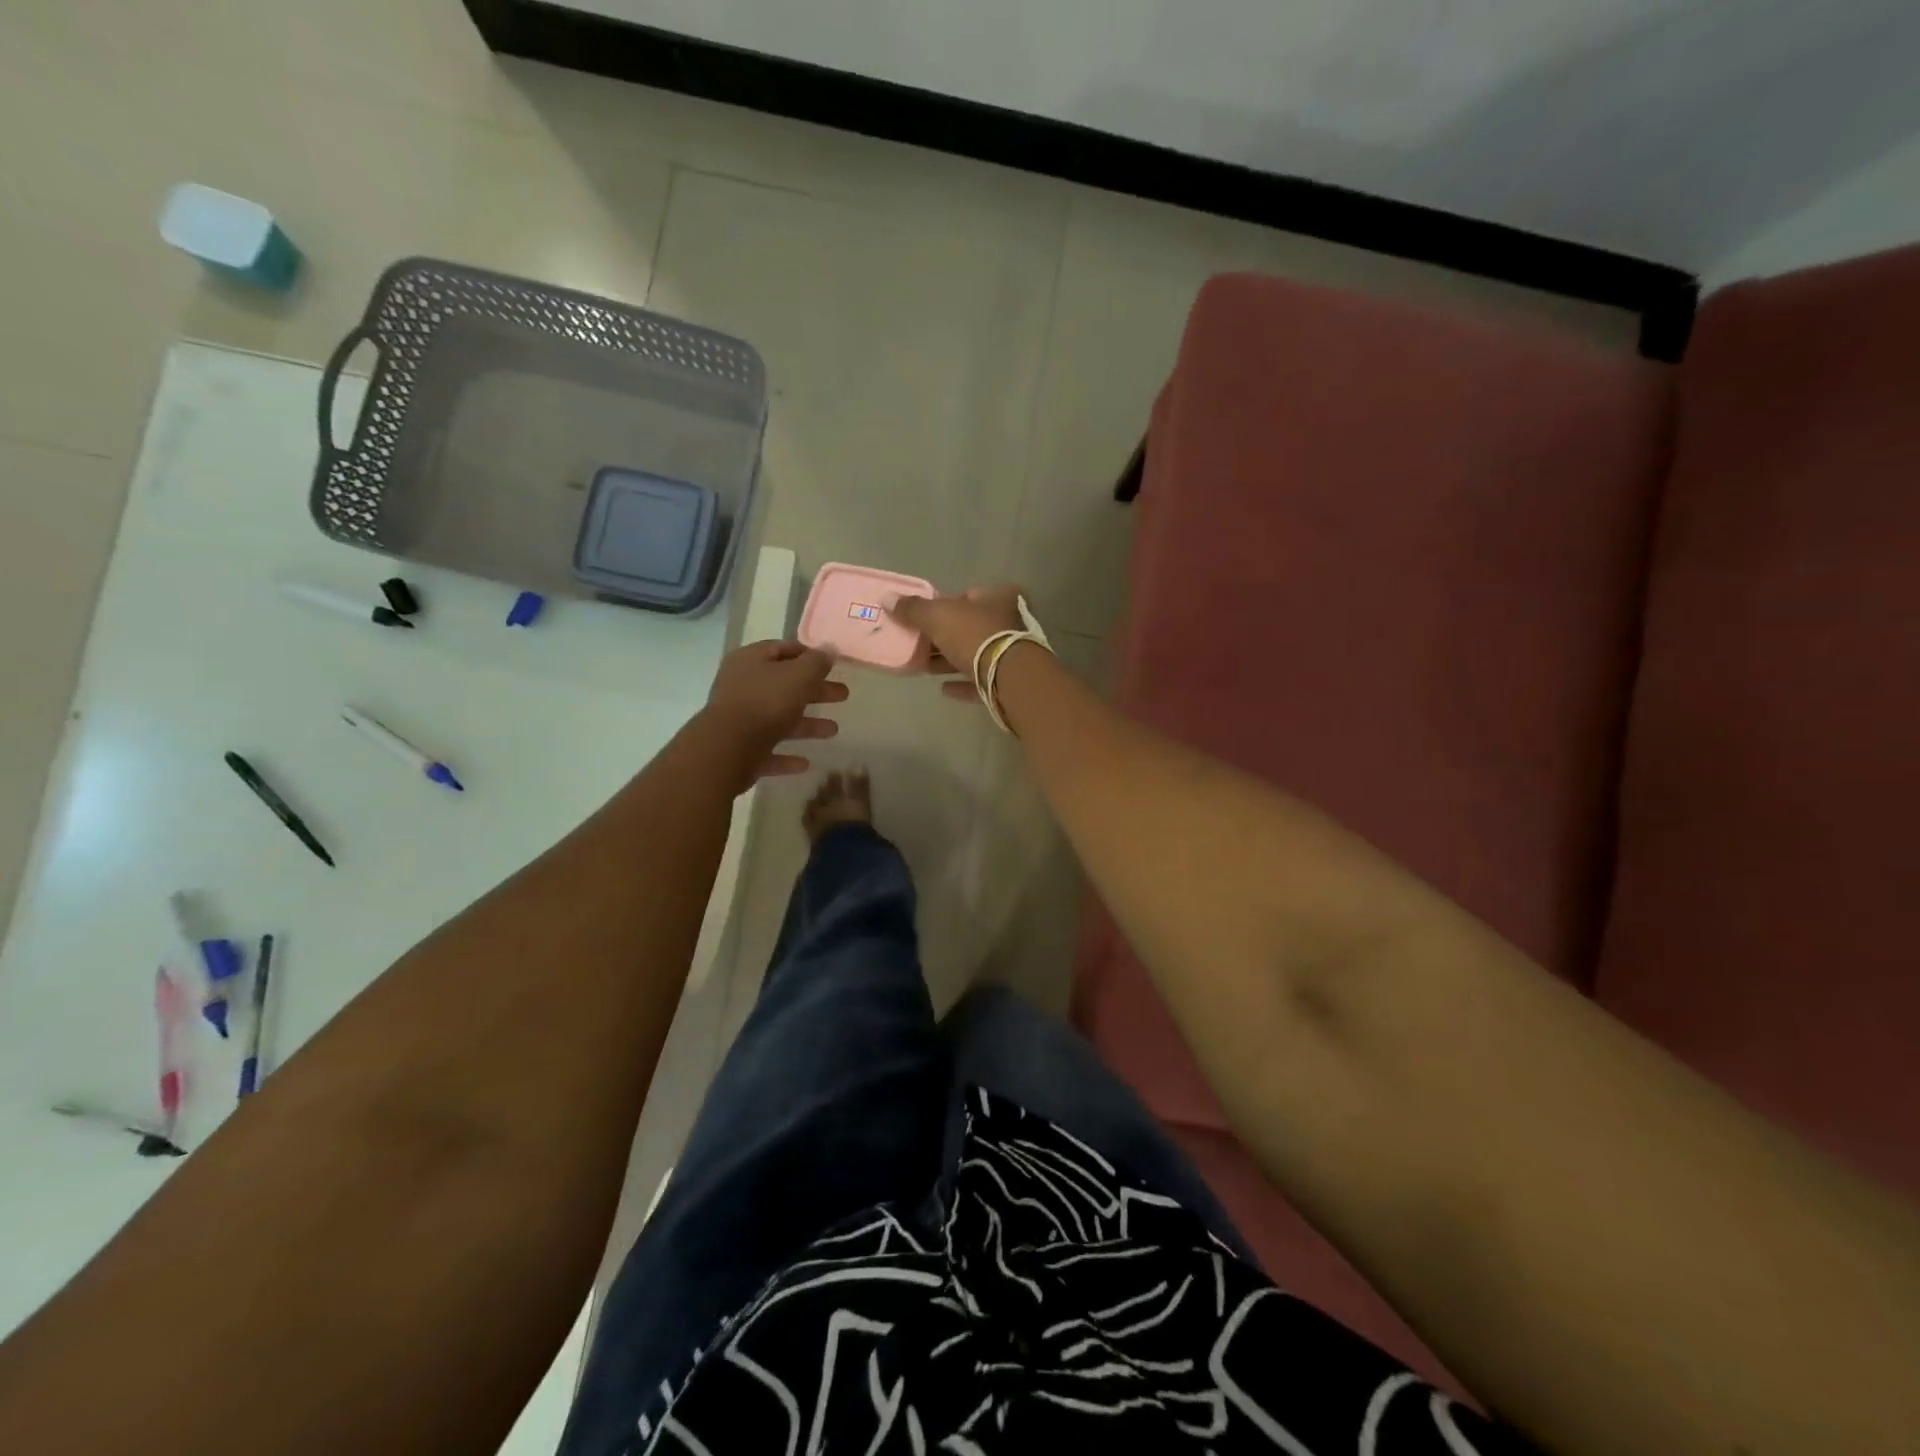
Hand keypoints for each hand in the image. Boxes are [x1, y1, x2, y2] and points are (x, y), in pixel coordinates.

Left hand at [704, 641, 847, 781]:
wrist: (728, 748)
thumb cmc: (766, 702)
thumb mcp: (799, 675)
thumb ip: (817, 662)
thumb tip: (830, 649)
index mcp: (751, 661)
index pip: (781, 649)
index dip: (808, 654)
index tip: (832, 664)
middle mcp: (742, 687)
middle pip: (784, 685)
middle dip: (815, 691)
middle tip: (843, 695)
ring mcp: (739, 720)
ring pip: (778, 718)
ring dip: (806, 724)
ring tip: (834, 730)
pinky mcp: (740, 750)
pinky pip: (768, 750)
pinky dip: (787, 756)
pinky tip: (805, 763)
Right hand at [890, 587, 1025, 701]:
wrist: (1010, 679)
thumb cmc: (975, 636)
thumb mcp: (938, 616)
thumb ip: (913, 608)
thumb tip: (887, 598)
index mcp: (998, 598)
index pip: (967, 595)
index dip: (944, 605)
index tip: (922, 618)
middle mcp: (1008, 622)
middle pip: (968, 627)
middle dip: (942, 636)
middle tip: (916, 644)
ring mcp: (1011, 654)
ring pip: (973, 655)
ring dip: (948, 661)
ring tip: (922, 667)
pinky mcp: (1008, 683)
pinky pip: (980, 681)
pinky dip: (961, 683)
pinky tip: (943, 689)